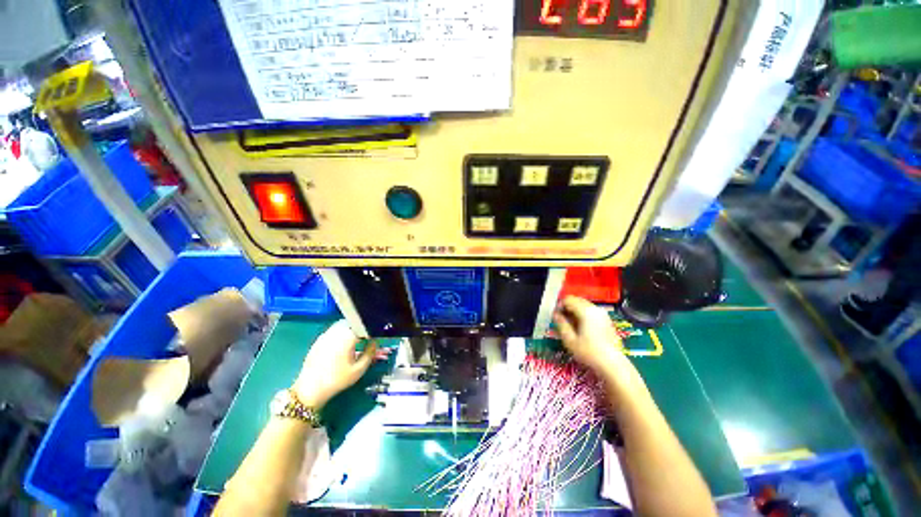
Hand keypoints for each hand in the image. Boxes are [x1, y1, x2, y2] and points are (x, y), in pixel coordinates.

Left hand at [291, 320, 382, 408]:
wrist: (310, 389)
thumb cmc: (337, 380)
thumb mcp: (359, 369)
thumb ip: (370, 353)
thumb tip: (375, 342)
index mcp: (347, 336)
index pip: (364, 326)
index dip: (372, 330)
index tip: (376, 337)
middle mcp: (336, 331)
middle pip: (353, 322)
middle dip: (361, 328)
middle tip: (366, 337)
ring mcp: (326, 334)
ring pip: (342, 324)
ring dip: (351, 329)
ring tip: (355, 340)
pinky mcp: (318, 339)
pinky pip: (333, 330)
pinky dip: (341, 333)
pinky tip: (342, 345)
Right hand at [553, 296, 631, 375]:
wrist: (613, 364)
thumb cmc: (589, 352)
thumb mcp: (569, 340)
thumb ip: (561, 324)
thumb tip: (555, 314)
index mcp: (585, 311)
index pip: (568, 299)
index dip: (559, 306)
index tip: (556, 317)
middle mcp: (595, 309)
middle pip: (576, 300)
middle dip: (567, 307)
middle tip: (562, 321)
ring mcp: (603, 314)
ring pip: (584, 305)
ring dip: (575, 311)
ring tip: (572, 325)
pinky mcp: (607, 320)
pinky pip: (591, 311)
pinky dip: (583, 315)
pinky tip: (582, 328)